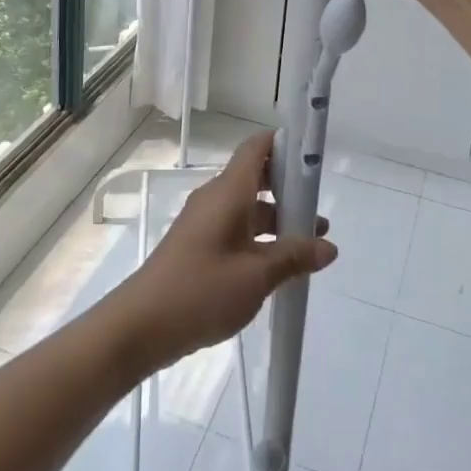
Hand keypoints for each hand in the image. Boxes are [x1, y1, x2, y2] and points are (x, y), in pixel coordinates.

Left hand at [109, 132, 335, 372]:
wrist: (141, 325)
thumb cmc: (202, 290)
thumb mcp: (256, 276)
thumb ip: (294, 257)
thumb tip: (328, 247)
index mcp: (228, 191)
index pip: (257, 148)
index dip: (285, 144)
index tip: (312, 157)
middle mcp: (216, 198)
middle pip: (256, 177)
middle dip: (289, 189)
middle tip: (319, 209)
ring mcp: (204, 222)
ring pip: (248, 208)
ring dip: (278, 220)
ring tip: (311, 246)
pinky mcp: (198, 246)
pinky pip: (236, 229)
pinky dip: (260, 238)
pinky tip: (279, 266)